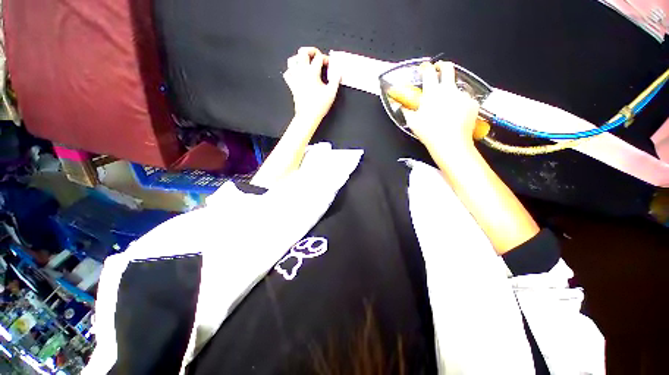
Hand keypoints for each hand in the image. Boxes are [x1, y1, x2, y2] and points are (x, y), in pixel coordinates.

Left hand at [284, 47, 340, 121]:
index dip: (325, 58)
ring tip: (306, 62)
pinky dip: (292, 70)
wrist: (307, 116)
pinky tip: (298, 73)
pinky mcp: (291, 85)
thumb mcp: (331, 93)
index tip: (329, 65)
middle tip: (317, 56)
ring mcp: (295, 78)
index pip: (319, 58)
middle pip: (303, 52)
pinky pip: (287, 73)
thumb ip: (336, 80)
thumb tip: (339, 71)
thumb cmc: (319, 106)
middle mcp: (302, 72)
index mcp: (312, 72)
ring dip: (299, 58)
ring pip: (292, 60)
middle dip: (311, 51)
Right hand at [403, 61, 479, 150]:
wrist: (450, 143)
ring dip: (451, 91)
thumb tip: (401, 106)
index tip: (424, 68)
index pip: (428, 72)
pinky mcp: (472, 103)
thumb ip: (406, 111)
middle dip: (442, 66)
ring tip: (447, 106)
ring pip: (456, 87)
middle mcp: (448, 90)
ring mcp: (462, 95)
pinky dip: (460, 104)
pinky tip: (456, 114)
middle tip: (439, 69)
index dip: (425, 67)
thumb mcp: (413, 122)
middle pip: (448, 68)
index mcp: (432, 92)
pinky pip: (465, 99)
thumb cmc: (429, 132)